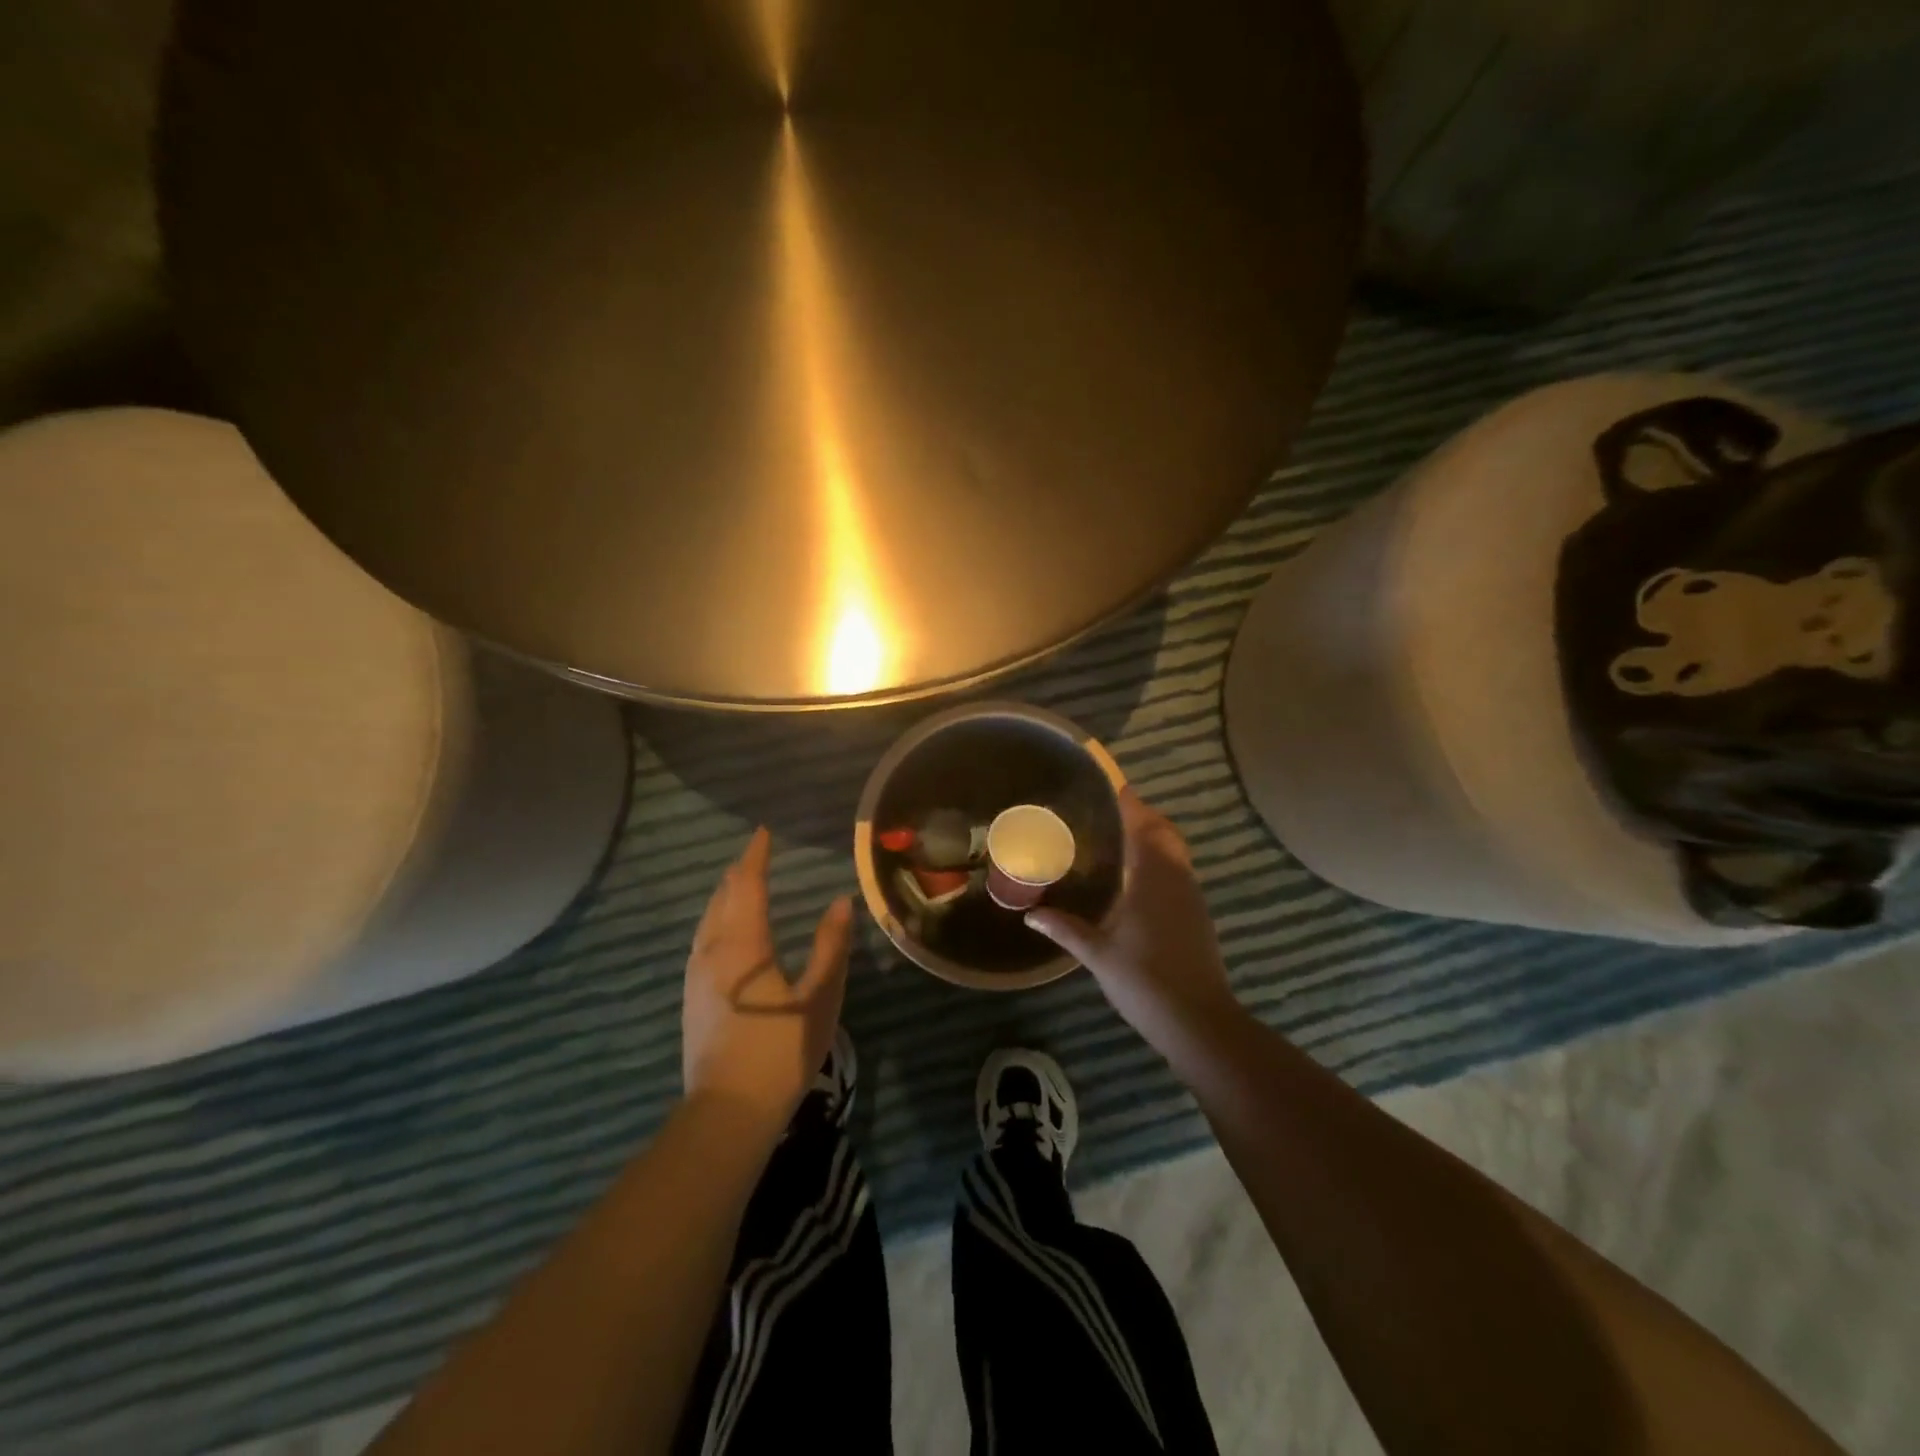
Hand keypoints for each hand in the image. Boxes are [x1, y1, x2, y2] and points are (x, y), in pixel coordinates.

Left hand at [683, 827, 852, 1134]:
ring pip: (706, 920)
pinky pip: (701, 941)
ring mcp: (696, 977)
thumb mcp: (820, 997)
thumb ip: (831, 946)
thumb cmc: (780, 1050)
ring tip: (738, 884)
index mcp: (743, 945)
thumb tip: (839, 901)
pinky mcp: (691, 999)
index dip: (756, 856)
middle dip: (738, 872)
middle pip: (722, 898)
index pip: (747, 886)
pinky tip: (722, 932)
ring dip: (724, 895)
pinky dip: (714, 920)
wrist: (728, 1111)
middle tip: (755, 854)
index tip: (763, 833)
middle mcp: (713, 951)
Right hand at [1027, 789, 1239, 1049]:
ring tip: (1116, 841)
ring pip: (1174, 852)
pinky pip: (1178, 872)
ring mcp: (1192, 897)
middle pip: (1164, 832)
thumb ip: (1065, 928)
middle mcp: (1178, 878)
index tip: (1108, 786)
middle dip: (1141, 816)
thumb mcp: (1098, 953)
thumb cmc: (1145, 981)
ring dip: (1152, 838)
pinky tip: (1135, 881)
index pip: (1143, 824)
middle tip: (1106, 814)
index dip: (1128, 802)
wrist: (1199, 1022)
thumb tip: (1030, 914)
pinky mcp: (1198, 915)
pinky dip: (1159, 862)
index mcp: (1154, 877)